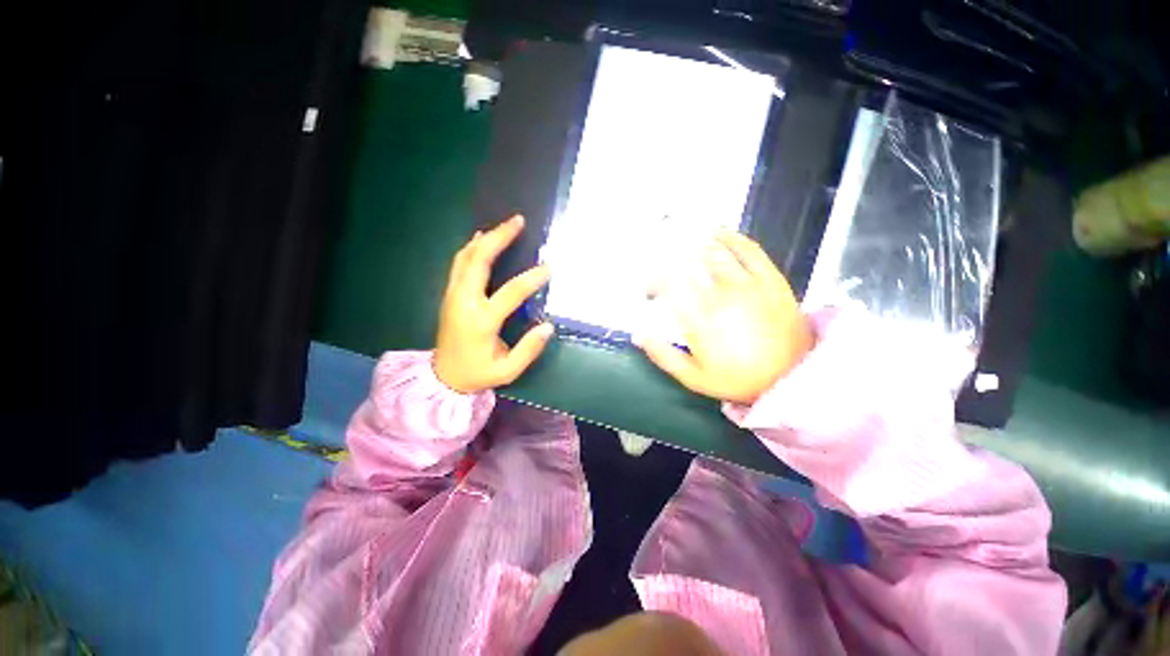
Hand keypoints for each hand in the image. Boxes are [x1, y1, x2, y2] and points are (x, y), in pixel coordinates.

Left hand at [434, 215, 553, 393]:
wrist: (443, 377)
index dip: (531, 278)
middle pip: (479, 261)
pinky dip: (471, 247)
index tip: (549, 267)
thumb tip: (548, 326)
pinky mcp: (449, 294)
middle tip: (518, 221)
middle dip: (499, 238)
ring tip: (504, 225)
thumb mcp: (507, 371)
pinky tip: (482, 238)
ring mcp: (453, 296)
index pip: (510, 293)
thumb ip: (529, 350)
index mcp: (481, 322)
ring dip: (485, 238)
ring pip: (465, 257)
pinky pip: (459, 263)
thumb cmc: (478, 374)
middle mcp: (464, 302)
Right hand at [636, 230, 812, 403]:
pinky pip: (749, 250)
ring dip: (692, 246)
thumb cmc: (738, 378)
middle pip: (687, 267)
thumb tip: (638, 335)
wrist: (792, 375)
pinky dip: (731, 237)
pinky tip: (717, 232)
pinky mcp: (769, 278)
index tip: (648, 287)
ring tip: (680, 243)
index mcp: (699, 320)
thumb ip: (664, 356)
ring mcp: (747, 285)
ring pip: (714, 254)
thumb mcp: (694, 378)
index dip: (653, 281)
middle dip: (667, 262)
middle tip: (660, 264)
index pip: (668, 288)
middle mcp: (720, 296)